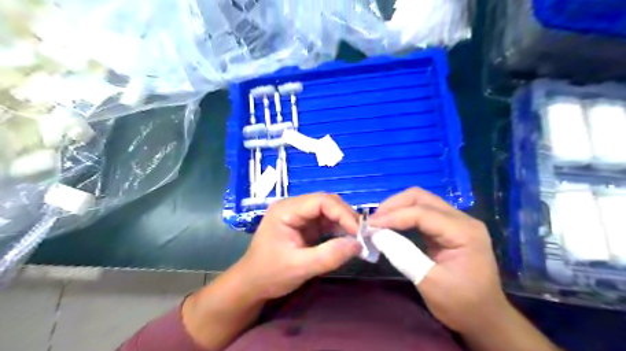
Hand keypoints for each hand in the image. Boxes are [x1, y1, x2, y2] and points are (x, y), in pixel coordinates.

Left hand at [235, 194, 362, 299]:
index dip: (342, 213)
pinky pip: (326, 222)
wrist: (252, 284)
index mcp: (286, 210)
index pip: (321, 201)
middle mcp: (293, 207)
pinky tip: (347, 240)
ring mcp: (299, 215)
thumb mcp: (300, 267)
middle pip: (327, 203)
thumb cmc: (269, 274)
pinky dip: (339, 230)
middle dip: (346, 217)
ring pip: (329, 211)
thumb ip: (329, 255)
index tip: (358, 232)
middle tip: (362, 235)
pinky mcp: (304, 225)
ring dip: (344, 223)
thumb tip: (358, 245)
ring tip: (358, 238)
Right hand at [367, 188, 505, 332]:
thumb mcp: (429, 282)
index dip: (393, 216)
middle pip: (421, 198)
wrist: (485, 318)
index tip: (369, 225)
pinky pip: (422, 212)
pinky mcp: (449, 227)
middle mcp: (462, 219)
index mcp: (463, 232)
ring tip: (378, 221)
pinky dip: (404, 215)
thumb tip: (376, 234)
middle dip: (393, 206)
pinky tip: (391, 224)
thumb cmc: (461, 304)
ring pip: (421, 201)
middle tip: (373, 221)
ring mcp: (456, 221)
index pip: (422, 213)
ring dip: (397, 208)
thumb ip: (402, 254)